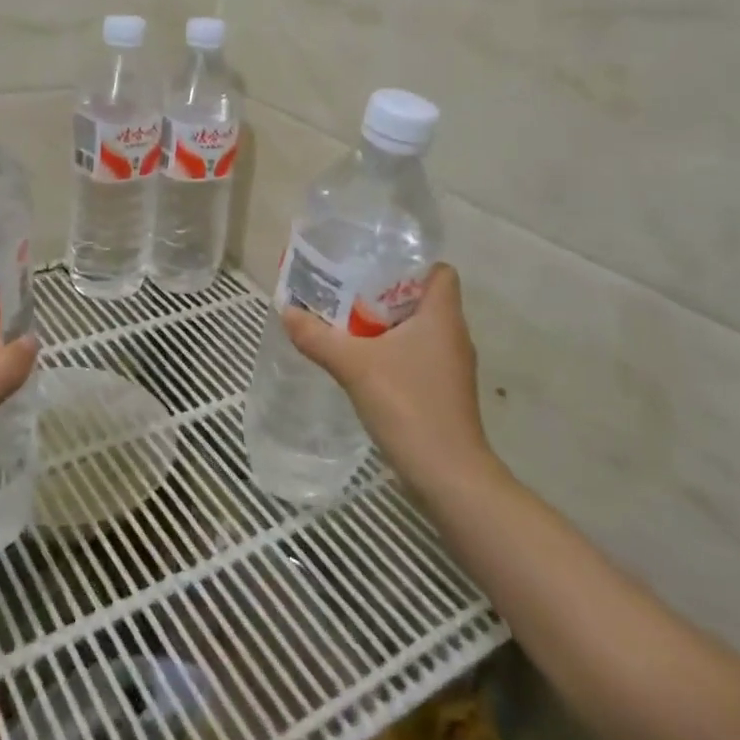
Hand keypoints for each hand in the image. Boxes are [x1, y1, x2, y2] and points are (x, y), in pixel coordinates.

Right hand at [282, 264, 505, 500]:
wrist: (447, 475)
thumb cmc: (408, 405)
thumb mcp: (354, 366)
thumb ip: (318, 337)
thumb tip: (286, 312)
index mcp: (442, 316)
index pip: (439, 271)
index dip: (411, 264)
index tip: (374, 268)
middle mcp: (453, 335)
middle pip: (423, 299)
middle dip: (385, 294)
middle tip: (347, 293)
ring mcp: (452, 367)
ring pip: (419, 330)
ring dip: (387, 326)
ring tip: (348, 324)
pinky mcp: (444, 392)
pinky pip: (418, 357)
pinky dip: (393, 353)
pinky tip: (363, 363)